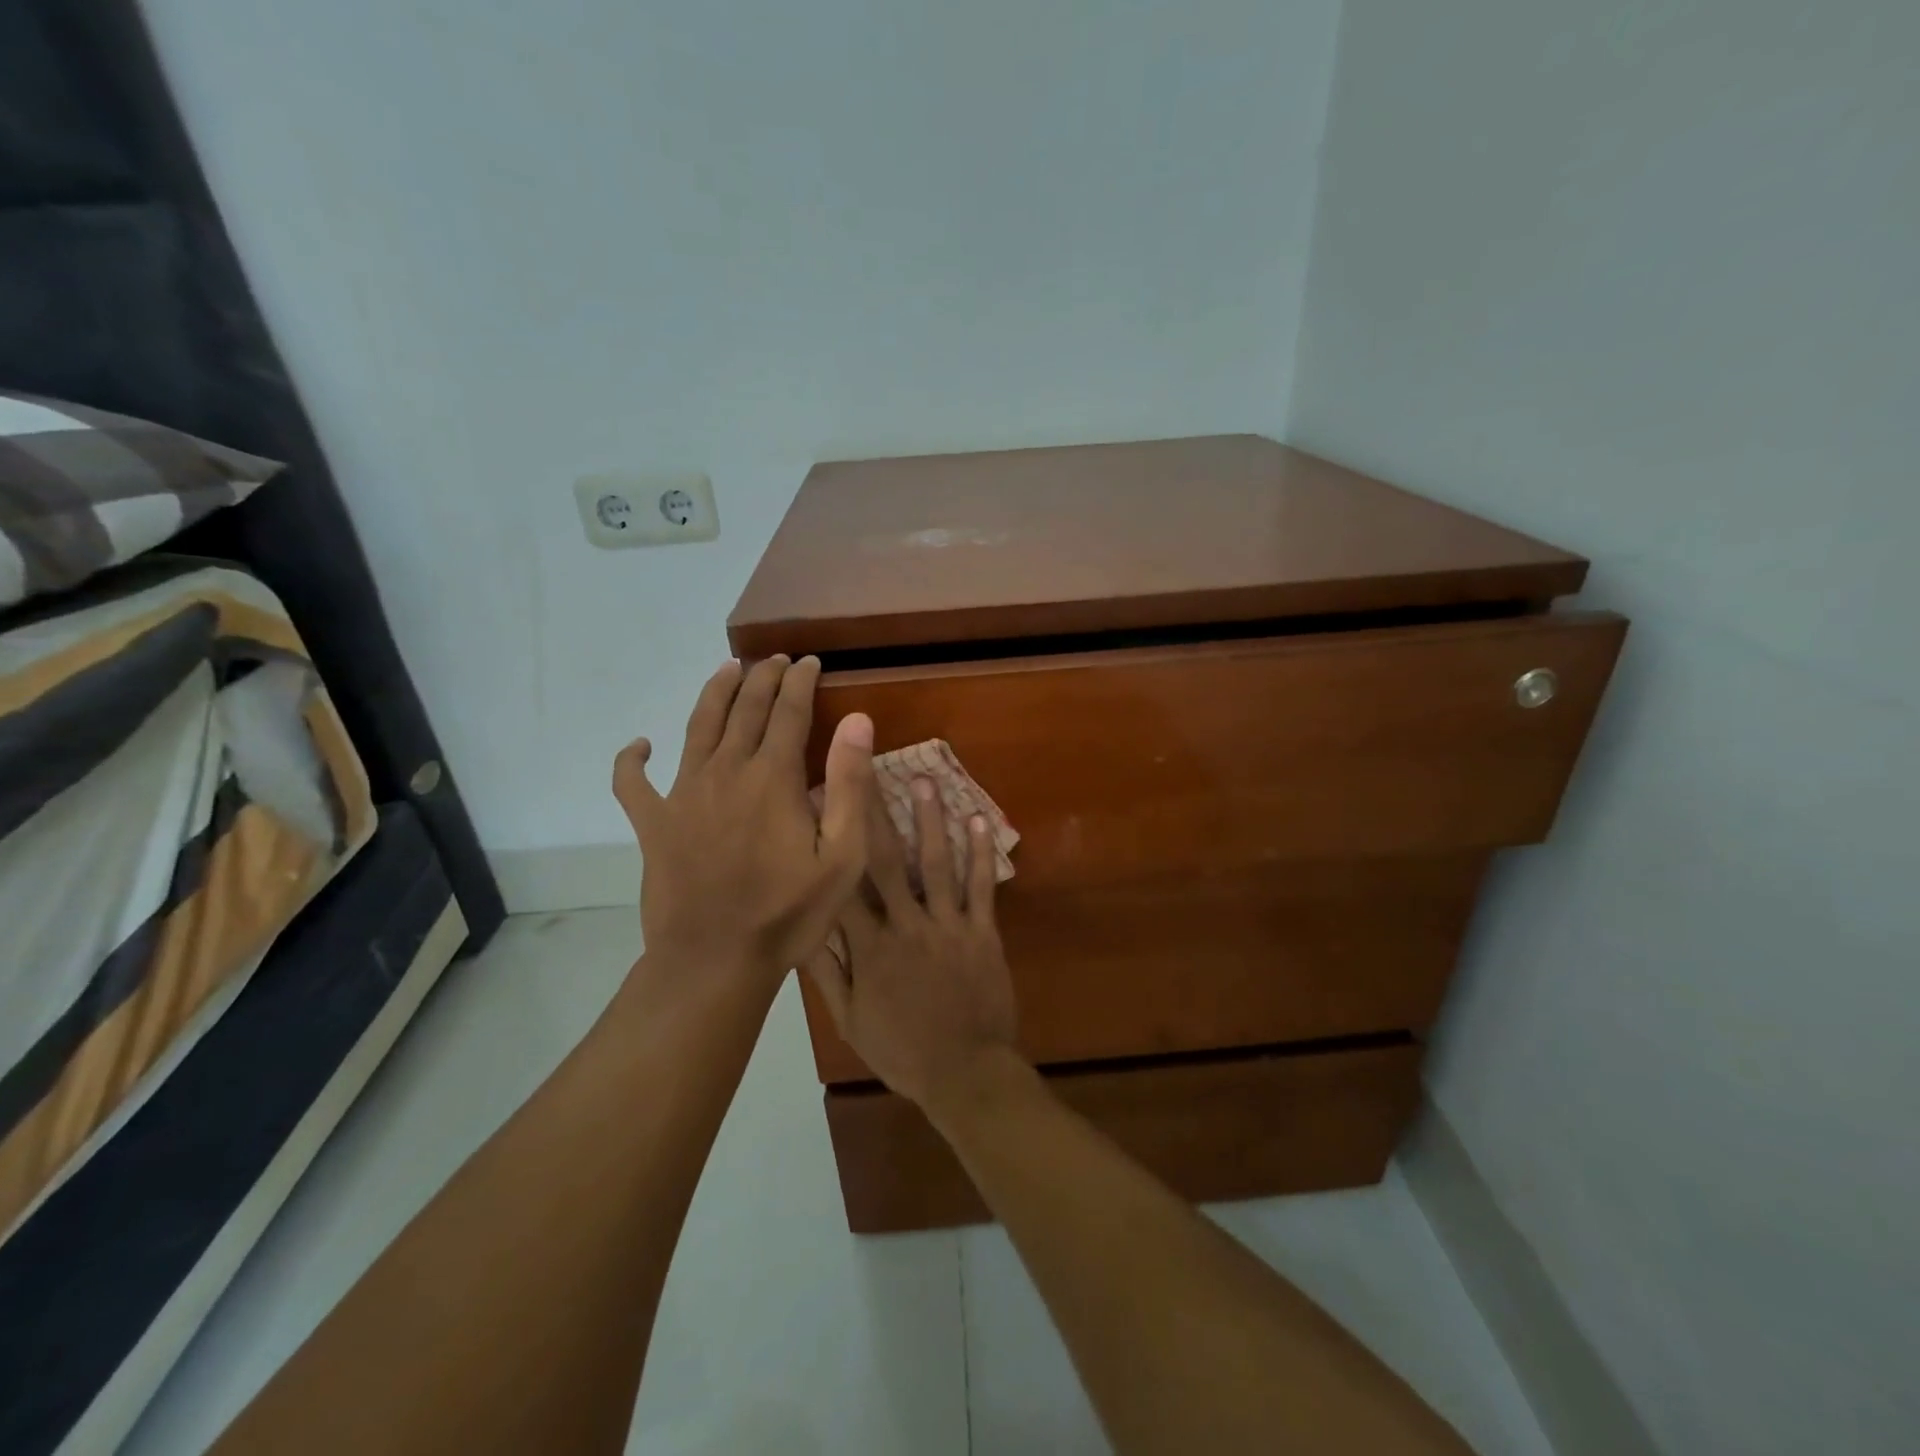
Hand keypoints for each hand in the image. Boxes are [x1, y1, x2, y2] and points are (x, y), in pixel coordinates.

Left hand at [613, 656, 872, 989]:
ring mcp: (683, 795)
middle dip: (763, 678)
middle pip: (745, 709)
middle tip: (776, 659)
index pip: (790, 712)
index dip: (801, 682)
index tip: (811, 662)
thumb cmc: (788, 913)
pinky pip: (632, 783)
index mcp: (773, 777)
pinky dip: (632, 761)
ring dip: (715, 694)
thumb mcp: (842, 856)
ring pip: (698, 727)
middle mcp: (726, 771)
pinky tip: (639, 746)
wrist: (714, 961)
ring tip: (728, 669)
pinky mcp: (653, 823)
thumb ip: (850, 784)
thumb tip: (858, 720)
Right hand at [803, 776, 1019, 1117]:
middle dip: (876, 812)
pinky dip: (982, 853)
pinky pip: (981, 887)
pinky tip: (979, 819)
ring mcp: (948, 926)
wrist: (966, 1073)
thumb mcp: (850, 1020)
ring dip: (931, 820)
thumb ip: (826, 973)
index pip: (843, 883)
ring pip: (936, 863)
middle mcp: (906, 925)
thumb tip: (801, 927)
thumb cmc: (902, 1050)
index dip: (831, 840)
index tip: (819, 802)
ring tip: (925, 780)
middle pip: (886, 861)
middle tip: (870, 768)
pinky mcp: (982, 932)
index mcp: (869, 947)